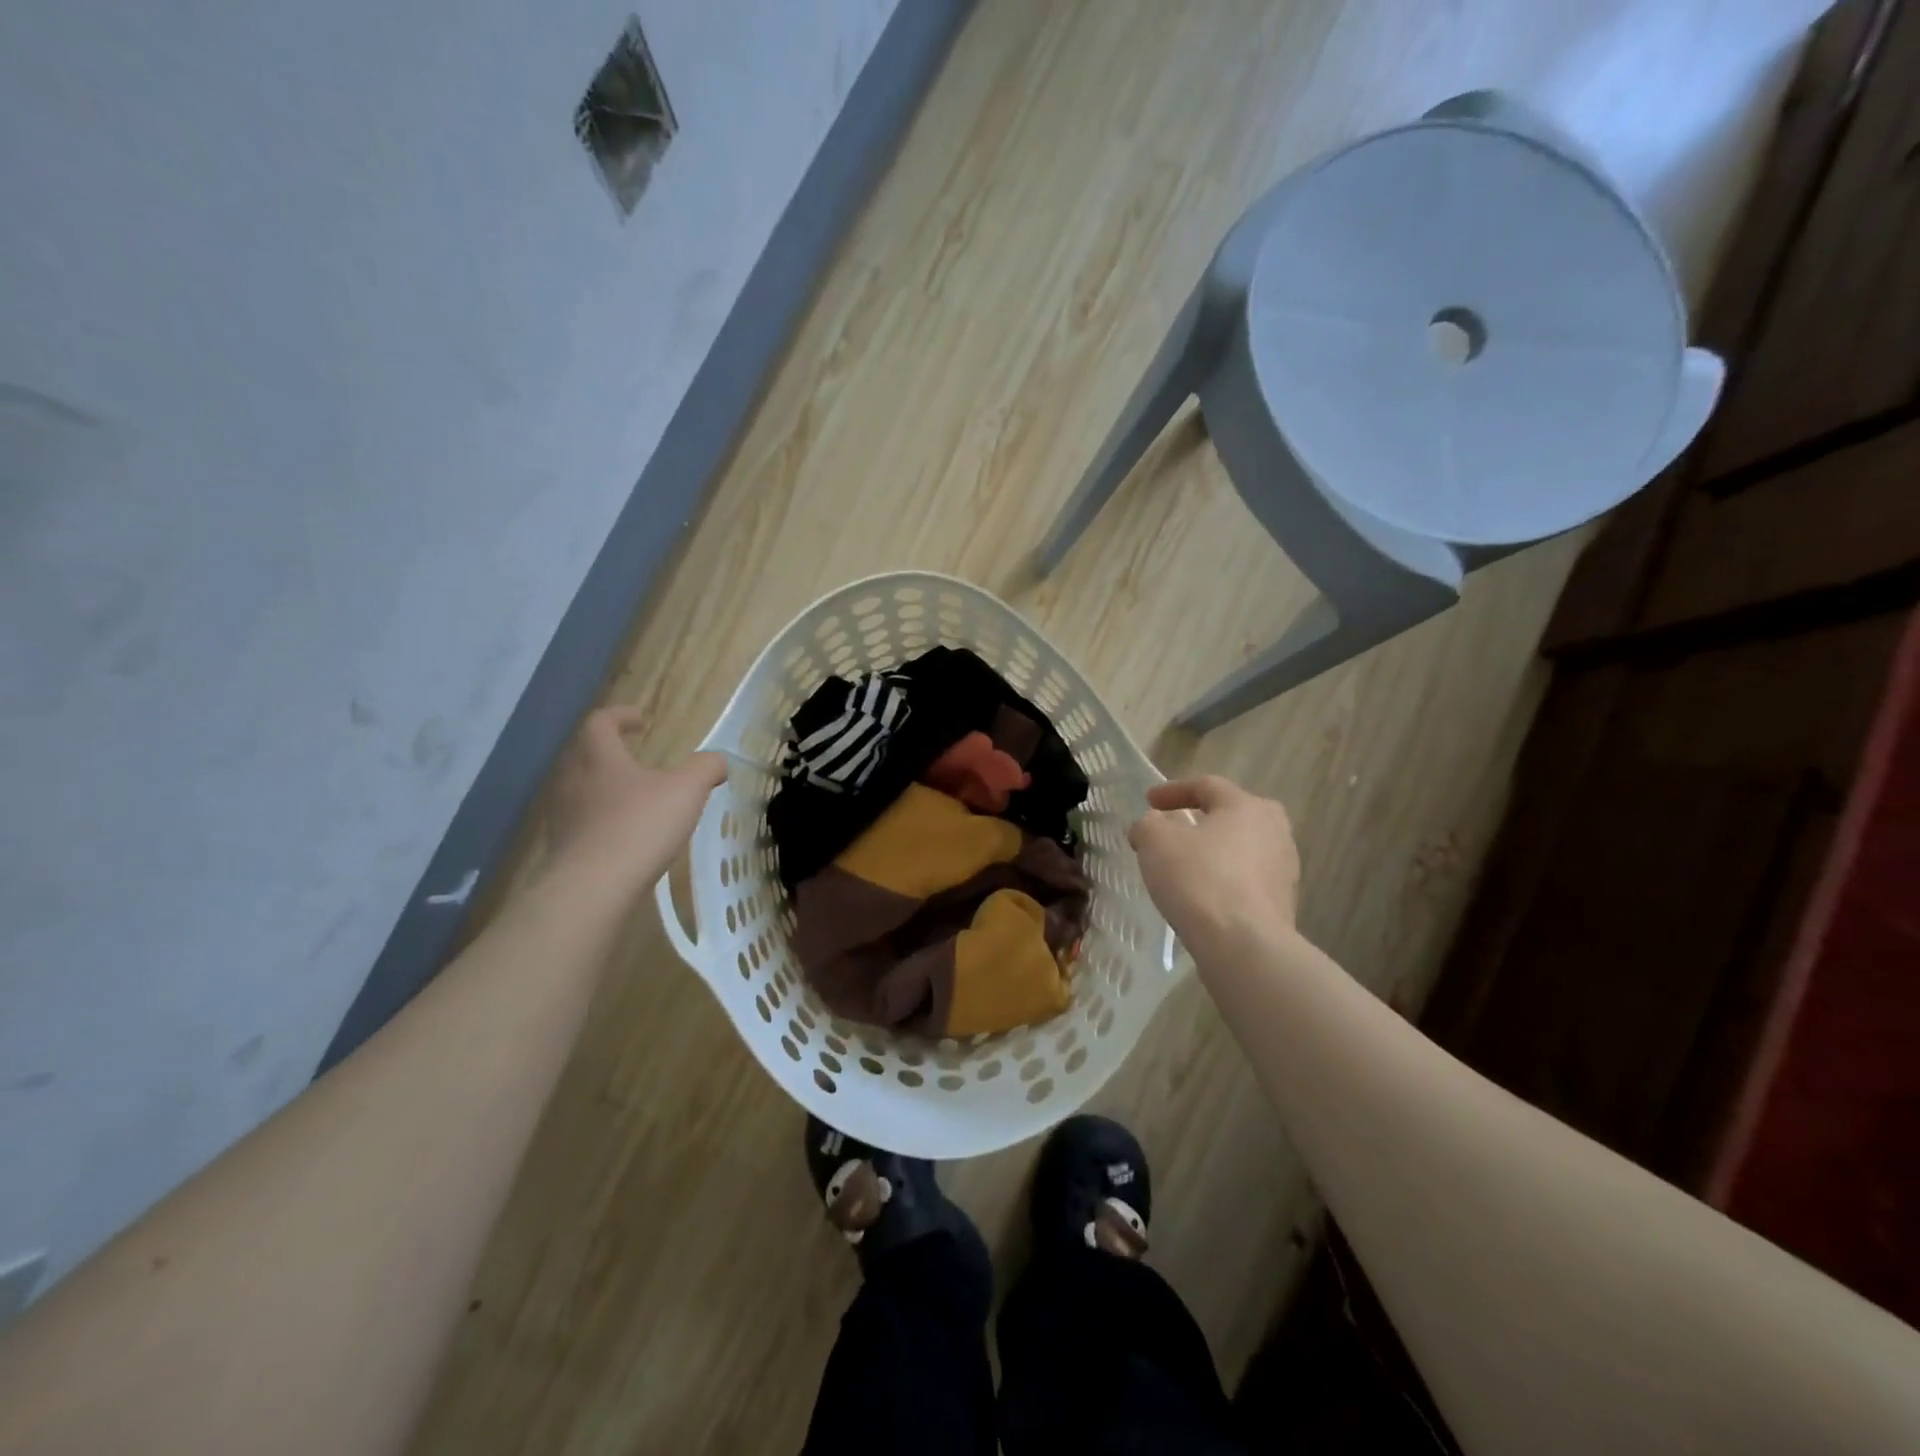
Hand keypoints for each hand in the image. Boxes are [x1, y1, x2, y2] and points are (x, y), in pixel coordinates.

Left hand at [546, 707, 726, 884]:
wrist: (591, 888)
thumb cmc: (639, 827)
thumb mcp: (686, 791)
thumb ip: (705, 769)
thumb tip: (717, 760)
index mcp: (598, 756)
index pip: (600, 722)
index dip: (621, 716)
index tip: (642, 720)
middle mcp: (572, 778)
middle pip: (585, 753)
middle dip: (611, 751)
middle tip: (637, 757)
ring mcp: (562, 813)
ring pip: (581, 787)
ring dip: (605, 786)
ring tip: (635, 798)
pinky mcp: (561, 845)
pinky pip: (581, 820)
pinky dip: (602, 818)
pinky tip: (625, 834)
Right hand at [1128, 776, 1300, 948]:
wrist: (1244, 946)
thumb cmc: (1199, 880)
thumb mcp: (1156, 843)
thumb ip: (1148, 825)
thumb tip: (1150, 825)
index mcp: (1246, 806)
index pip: (1207, 786)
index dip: (1173, 790)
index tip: (1148, 801)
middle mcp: (1274, 830)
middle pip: (1235, 814)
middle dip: (1206, 817)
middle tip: (1181, 826)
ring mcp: (1284, 869)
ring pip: (1244, 848)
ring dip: (1217, 851)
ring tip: (1189, 865)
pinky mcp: (1284, 903)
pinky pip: (1248, 880)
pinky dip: (1226, 880)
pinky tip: (1205, 895)